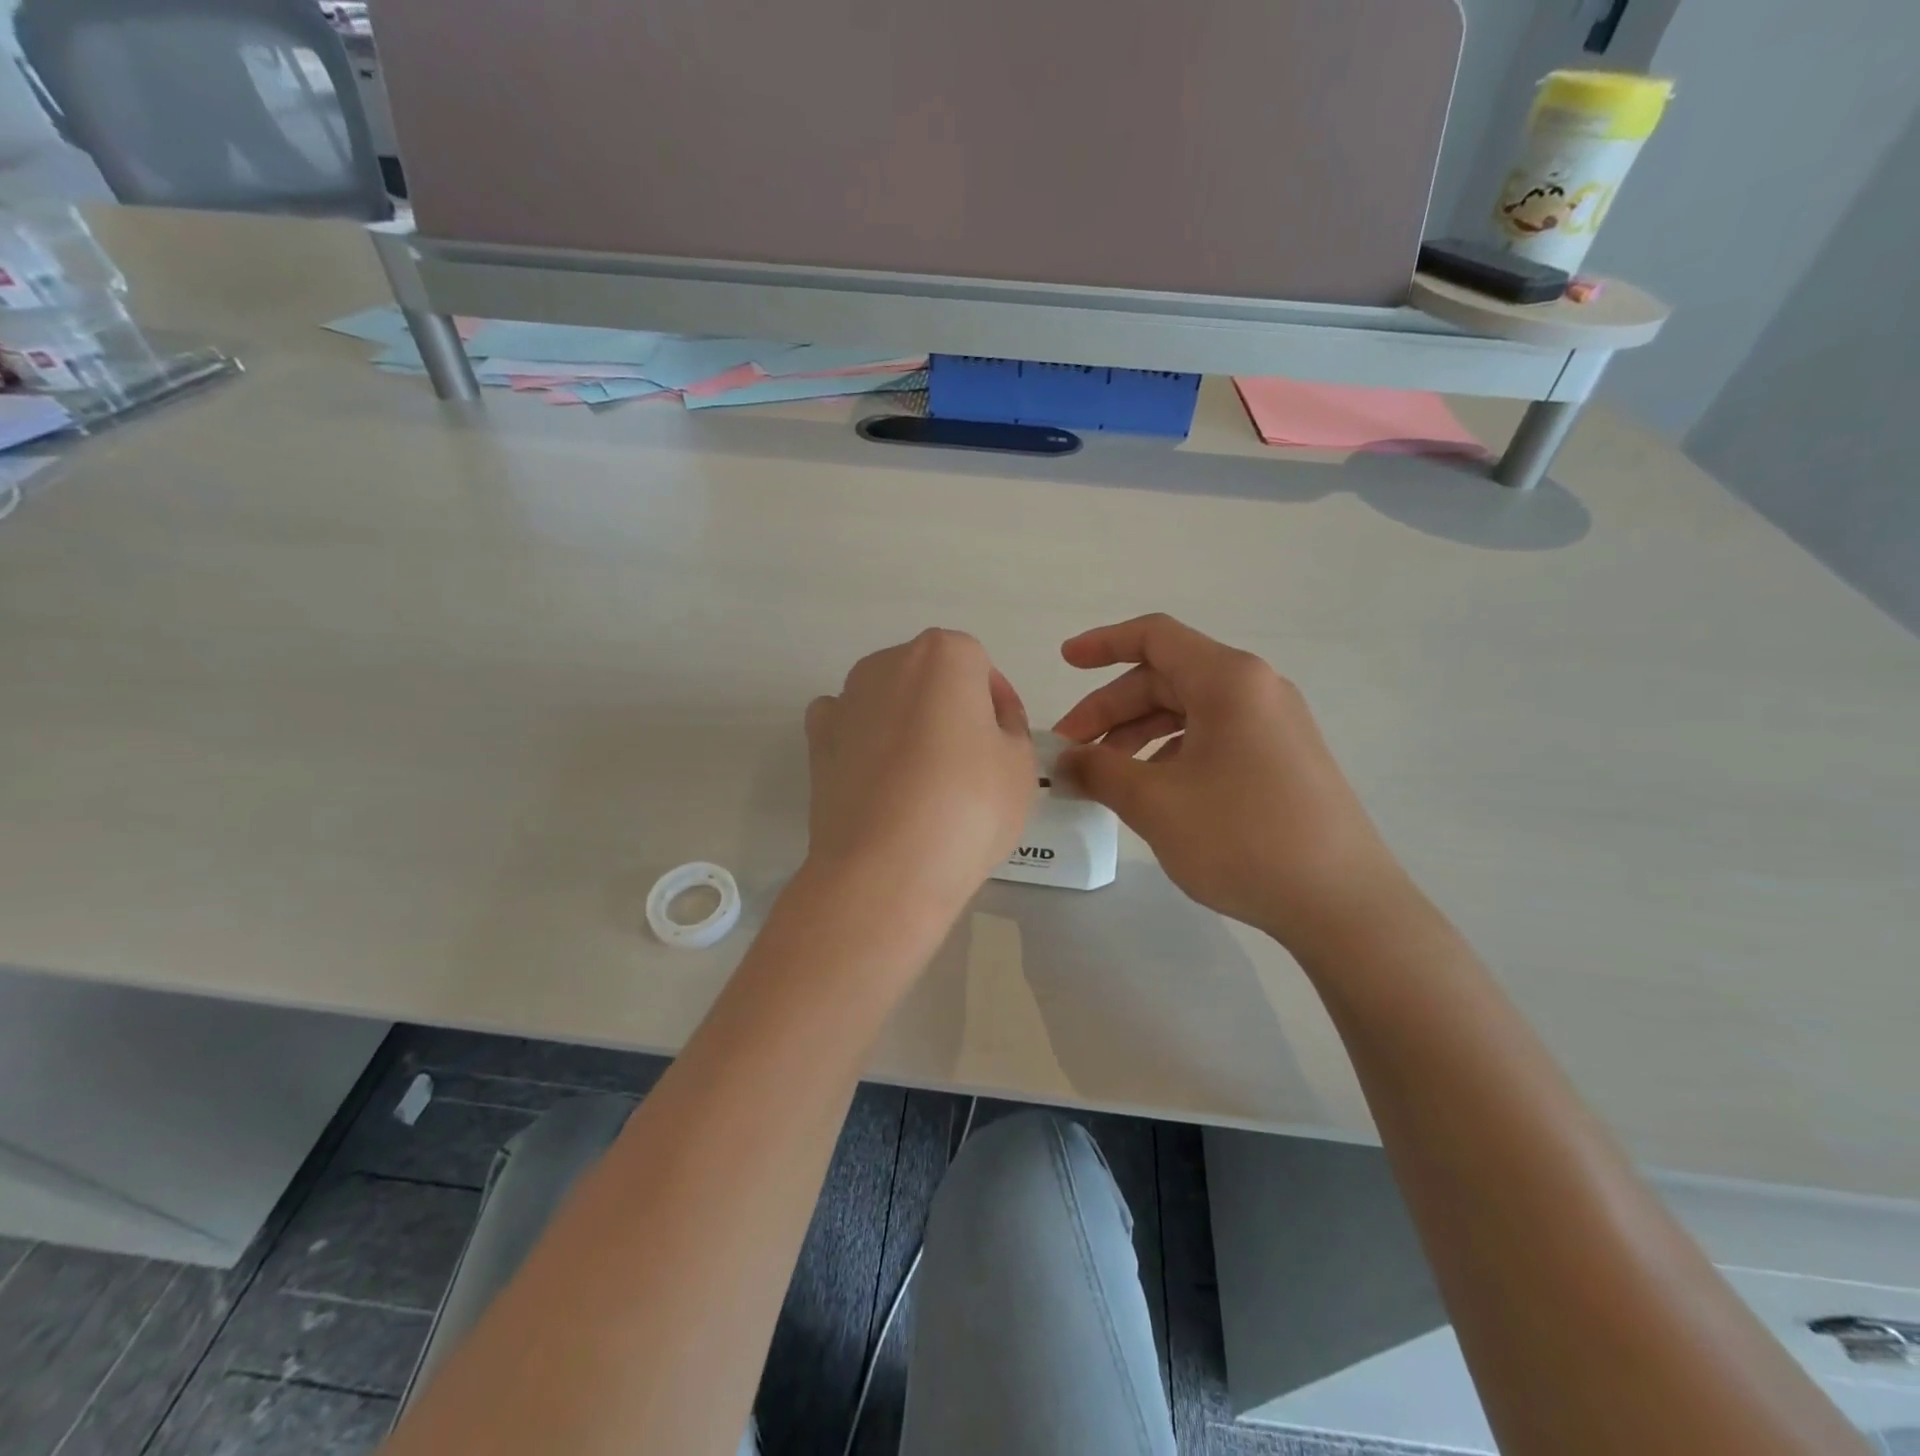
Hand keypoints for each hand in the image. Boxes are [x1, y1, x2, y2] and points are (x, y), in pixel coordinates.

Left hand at [805, 629, 1035, 918]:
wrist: (884, 869)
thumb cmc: (967, 807)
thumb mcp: (1021, 765)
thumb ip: (1010, 728)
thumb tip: (986, 724)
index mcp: (944, 655)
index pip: (981, 667)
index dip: (997, 705)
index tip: (1004, 743)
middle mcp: (888, 662)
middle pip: (932, 677)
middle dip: (951, 708)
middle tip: (970, 762)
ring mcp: (846, 699)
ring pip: (890, 700)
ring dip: (908, 724)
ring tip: (924, 779)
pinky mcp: (816, 739)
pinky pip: (850, 726)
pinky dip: (865, 742)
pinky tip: (880, 779)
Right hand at [1053, 614, 1408, 948]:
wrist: (1343, 904)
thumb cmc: (1242, 838)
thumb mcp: (1155, 802)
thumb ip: (1099, 771)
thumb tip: (1064, 761)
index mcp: (1228, 680)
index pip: (1155, 637)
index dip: (1102, 644)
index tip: (1063, 662)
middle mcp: (1256, 689)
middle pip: (1166, 678)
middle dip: (1111, 710)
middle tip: (1071, 751)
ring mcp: (1274, 725)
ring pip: (1189, 712)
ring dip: (1137, 735)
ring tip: (1105, 777)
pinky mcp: (1282, 759)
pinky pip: (1214, 738)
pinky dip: (1171, 754)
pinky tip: (1153, 792)